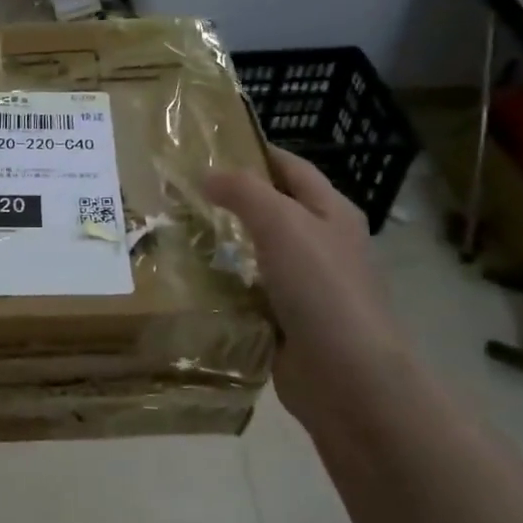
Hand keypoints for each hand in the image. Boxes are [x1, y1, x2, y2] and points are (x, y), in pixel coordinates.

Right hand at [204, 145, 409, 419]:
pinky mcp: (287, 320)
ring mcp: (306, 285)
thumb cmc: (321, 287)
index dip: (256, 153)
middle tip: (180, 191)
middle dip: (231, 200)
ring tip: (175, 232)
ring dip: (223, 244)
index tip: (210, 146)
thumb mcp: (282, 224)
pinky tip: (190, 280)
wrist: (347, 376)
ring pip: (256, 252)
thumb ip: (244, 192)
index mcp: (331, 213)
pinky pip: (248, 291)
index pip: (292, 168)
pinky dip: (224, 284)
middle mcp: (322, 244)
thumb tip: (208, 174)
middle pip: (273, 210)